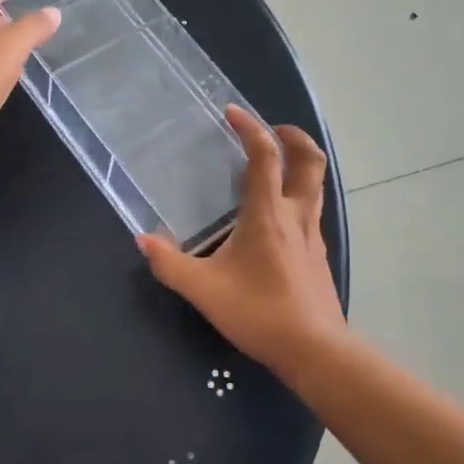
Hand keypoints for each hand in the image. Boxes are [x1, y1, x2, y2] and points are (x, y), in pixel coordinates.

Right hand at [137, 107, 344, 373]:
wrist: (314, 350)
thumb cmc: (259, 312)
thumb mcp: (204, 290)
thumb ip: (170, 263)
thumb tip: (143, 239)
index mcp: (268, 214)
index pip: (265, 156)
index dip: (251, 128)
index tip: (233, 113)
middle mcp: (296, 216)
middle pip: (309, 161)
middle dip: (293, 137)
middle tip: (271, 131)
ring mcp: (313, 236)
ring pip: (315, 186)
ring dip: (299, 165)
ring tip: (273, 167)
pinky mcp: (319, 257)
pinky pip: (312, 212)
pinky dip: (298, 197)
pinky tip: (277, 219)